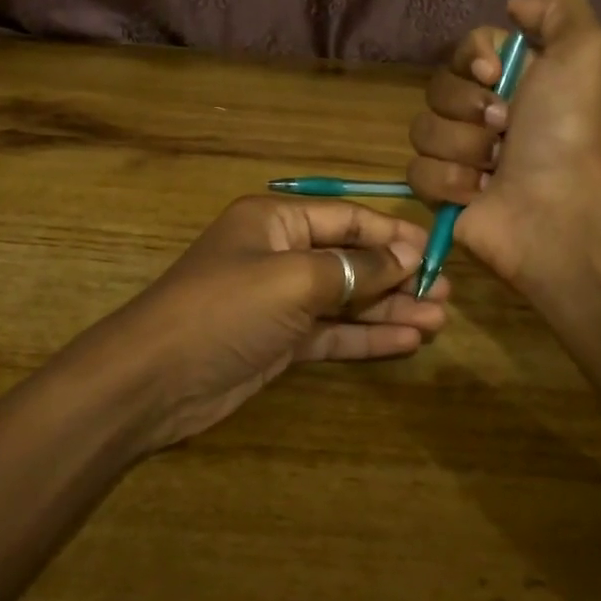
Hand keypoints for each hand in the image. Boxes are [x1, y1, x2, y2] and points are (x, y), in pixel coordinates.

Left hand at [101, 196, 448, 450]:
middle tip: (445, 291)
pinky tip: (407, 341)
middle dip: (397, 274)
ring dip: (389, 308)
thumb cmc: (225, 309)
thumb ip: (354, 267)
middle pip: (350, 258)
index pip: (346, 218)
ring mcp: (279, 302)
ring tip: (439, 318)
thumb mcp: (294, 279)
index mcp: (275, 220)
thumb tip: (405, 256)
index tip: (436, 250)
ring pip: (346, 299)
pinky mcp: (279, 343)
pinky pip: (332, 333)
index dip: (392, 233)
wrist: (154, 381)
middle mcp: (279, 254)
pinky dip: (367, 336)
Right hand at [406, 0, 600, 286]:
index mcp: (514, 81)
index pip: (465, 50)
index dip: (473, 59)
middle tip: (504, 129)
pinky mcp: (442, 193)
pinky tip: (479, 193)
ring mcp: (461, 155)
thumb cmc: (568, 130)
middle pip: (438, 88)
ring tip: (496, 169)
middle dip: (468, 107)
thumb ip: (559, 10)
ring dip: (463, 148)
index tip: (495, 75)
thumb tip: (515, 7)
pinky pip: (416, 171)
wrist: (556, 207)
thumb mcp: (585, 51)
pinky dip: (449, 181)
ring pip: (423, 130)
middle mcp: (485, 115)